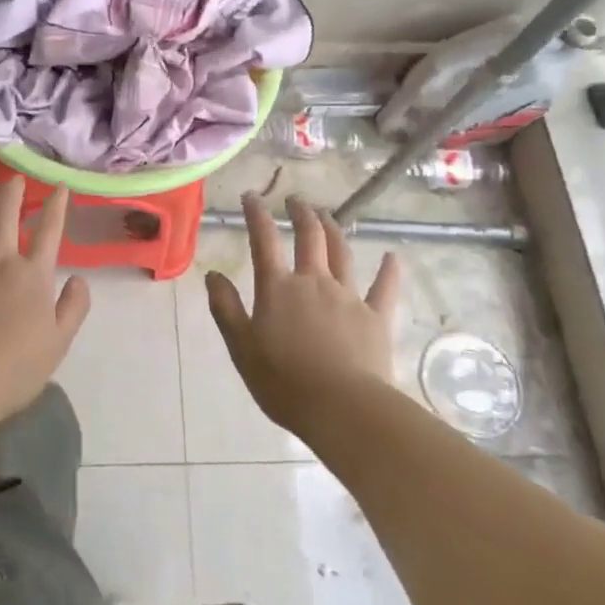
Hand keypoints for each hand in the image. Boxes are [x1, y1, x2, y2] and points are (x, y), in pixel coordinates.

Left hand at [0, 177, 90, 424]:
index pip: (49, 233)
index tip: (59, 187)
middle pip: (5, 216)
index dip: (56, 207)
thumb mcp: (59, 341)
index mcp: (32, 276)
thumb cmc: (16, 368)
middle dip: (12, 193)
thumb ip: (73, 307)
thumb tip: (79, 279)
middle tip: (15, 178)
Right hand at [205, 194, 400, 439]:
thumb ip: (226, 308)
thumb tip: (213, 274)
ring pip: (341, 253)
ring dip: (334, 230)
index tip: (251, 196)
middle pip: (309, 236)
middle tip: (295, 200)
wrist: (343, 409)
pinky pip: (384, 288)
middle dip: (301, 213)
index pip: (264, 240)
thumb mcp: (242, 347)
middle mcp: (314, 281)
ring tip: (327, 216)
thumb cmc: (284, 382)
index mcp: (278, 288)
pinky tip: (391, 257)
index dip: (256, 214)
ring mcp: (349, 297)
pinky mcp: (376, 318)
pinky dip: (388, 270)